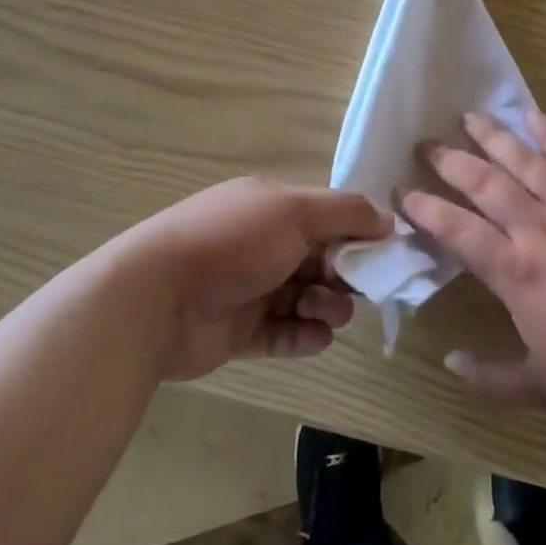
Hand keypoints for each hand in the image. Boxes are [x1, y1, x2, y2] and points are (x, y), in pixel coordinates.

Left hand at [121, 177, 391, 380]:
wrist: (157, 298)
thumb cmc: (232, 242)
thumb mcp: (294, 211)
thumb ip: (345, 213)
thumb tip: (388, 221)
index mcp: (271, 208)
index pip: (326, 217)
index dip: (356, 233)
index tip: (385, 253)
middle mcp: (262, 244)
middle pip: (320, 259)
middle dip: (344, 274)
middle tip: (355, 288)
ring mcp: (250, 289)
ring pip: (306, 297)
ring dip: (327, 305)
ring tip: (327, 313)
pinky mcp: (241, 332)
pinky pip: (285, 334)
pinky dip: (305, 336)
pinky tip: (315, 336)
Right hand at [402, 111, 545, 423]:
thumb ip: (492, 378)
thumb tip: (448, 363)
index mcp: (520, 275)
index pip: (460, 232)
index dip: (426, 210)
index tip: (402, 193)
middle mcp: (543, 231)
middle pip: (488, 185)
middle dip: (452, 161)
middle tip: (427, 143)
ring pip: (528, 163)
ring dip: (496, 137)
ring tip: (470, 116)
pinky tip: (534, 117)